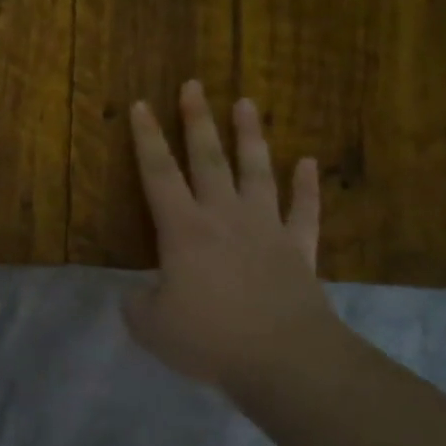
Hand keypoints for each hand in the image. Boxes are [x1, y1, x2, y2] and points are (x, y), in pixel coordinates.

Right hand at [124, 80, 343, 392]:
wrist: (285, 360)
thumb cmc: (210, 338)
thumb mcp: (151, 327)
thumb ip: (137, 305)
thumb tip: (137, 295)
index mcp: (183, 229)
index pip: (158, 173)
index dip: (147, 138)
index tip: (141, 104)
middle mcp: (224, 216)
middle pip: (208, 158)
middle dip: (197, 120)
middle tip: (194, 85)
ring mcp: (266, 228)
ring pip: (257, 171)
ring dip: (250, 136)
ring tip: (247, 103)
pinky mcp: (298, 248)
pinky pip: (304, 210)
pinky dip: (307, 186)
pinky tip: (308, 163)